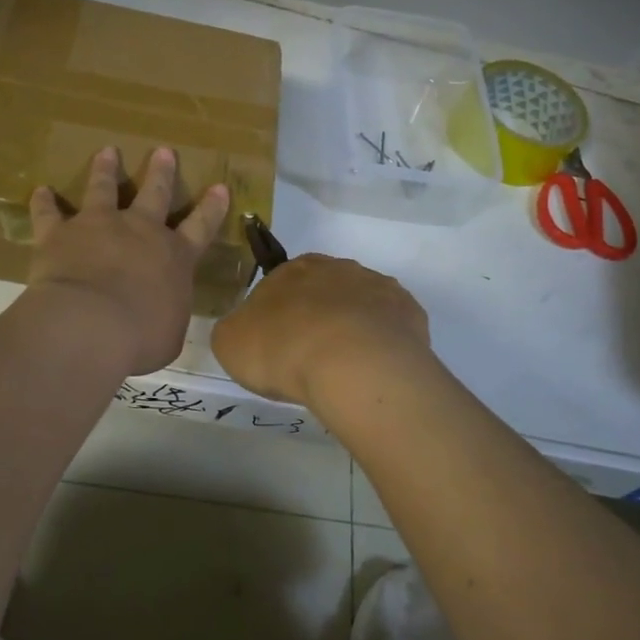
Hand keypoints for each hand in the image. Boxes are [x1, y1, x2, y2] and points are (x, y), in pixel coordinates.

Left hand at [27, 146, 229, 375]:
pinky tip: (40, 190)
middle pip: (154, 194)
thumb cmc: (140, 337)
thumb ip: (168, 317)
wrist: (90, 324)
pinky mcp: (60, 233)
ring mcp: (98, 226)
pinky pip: (49, 213)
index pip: (200, 227)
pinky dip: (44, 202)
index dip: (211, 208)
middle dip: (161, 172)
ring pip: (103, 189)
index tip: (219, 187)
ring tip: (107, 152)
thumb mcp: (169, 334)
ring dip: (105, 170)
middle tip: (163, 151)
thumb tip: (163, 316)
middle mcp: (139, 231)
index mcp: (174, 257)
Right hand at [211, 254, 430, 410]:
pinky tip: (374, 371)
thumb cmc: (282, 349)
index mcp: (292, 269)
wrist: (351, 365)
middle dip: (317, 319)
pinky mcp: (409, 312)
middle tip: (309, 359)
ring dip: (353, 330)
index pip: (280, 285)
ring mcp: (378, 287)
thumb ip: (235, 329)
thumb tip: (246, 331)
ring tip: (345, 371)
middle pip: (324, 292)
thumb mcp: (230, 342)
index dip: (277, 316)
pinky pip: (391, 328)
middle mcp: (337, 268)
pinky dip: (383, 345)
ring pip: (360, 307)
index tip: (276, 346)